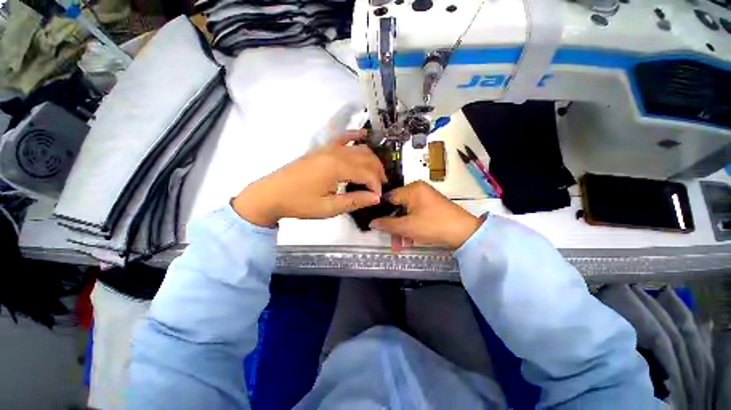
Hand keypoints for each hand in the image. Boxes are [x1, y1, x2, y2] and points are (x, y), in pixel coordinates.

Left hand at [232, 130, 386, 226]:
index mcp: (337, 168)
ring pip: (358, 148)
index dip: (376, 186)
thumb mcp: (328, 208)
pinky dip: (355, 136)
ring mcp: (328, 148)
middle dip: (378, 172)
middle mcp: (335, 153)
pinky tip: (364, 135)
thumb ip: (354, 201)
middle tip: (380, 186)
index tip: (378, 198)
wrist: (271, 194)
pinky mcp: (322, 149)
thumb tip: (376, 197)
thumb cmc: (300, 203)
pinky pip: (342, 138)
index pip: (367, 174)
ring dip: (371, 160)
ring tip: (376, 173)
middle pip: (366, 158)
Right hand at [370, 181, 482, 249]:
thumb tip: (371, 222)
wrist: (465, 232)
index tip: (375, 223)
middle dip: (393, 226)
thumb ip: (387, 224)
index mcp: (411, 189)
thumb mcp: (407, 226)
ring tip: (400, 246)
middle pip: (398, 207)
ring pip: (406, 213)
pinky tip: (409, 240)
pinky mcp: (431, 206)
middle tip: (391, 241)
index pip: (389, 198)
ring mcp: (425, 198)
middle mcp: (418, 190)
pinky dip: (411, 226)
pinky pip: (415, 214)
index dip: (381, 211)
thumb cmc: (432, 225)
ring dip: (402, 229)